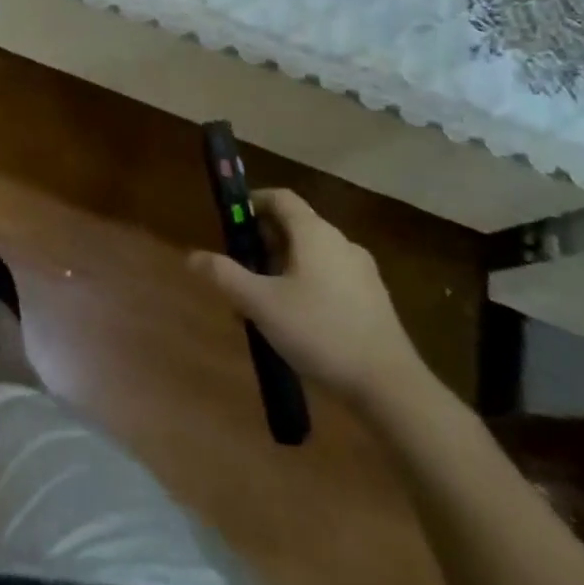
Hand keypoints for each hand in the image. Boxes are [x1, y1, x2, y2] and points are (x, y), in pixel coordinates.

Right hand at [189, 189, 425, 412]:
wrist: (390, 386)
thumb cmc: (320, 332)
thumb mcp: (261, 304)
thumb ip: (225, 276)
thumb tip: (193, 256)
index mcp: (314, 233)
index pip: (280, 198)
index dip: (253, 202)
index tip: (232, 222)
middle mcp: (341, 242)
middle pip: (295, 226)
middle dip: (264, 240)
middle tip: (242, 267)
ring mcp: (362, 271)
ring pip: (313, 254)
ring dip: (285, 266)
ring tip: (264, 299)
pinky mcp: (373, 300)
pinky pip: (331, 277)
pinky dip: (308, 284)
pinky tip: (297, 321)